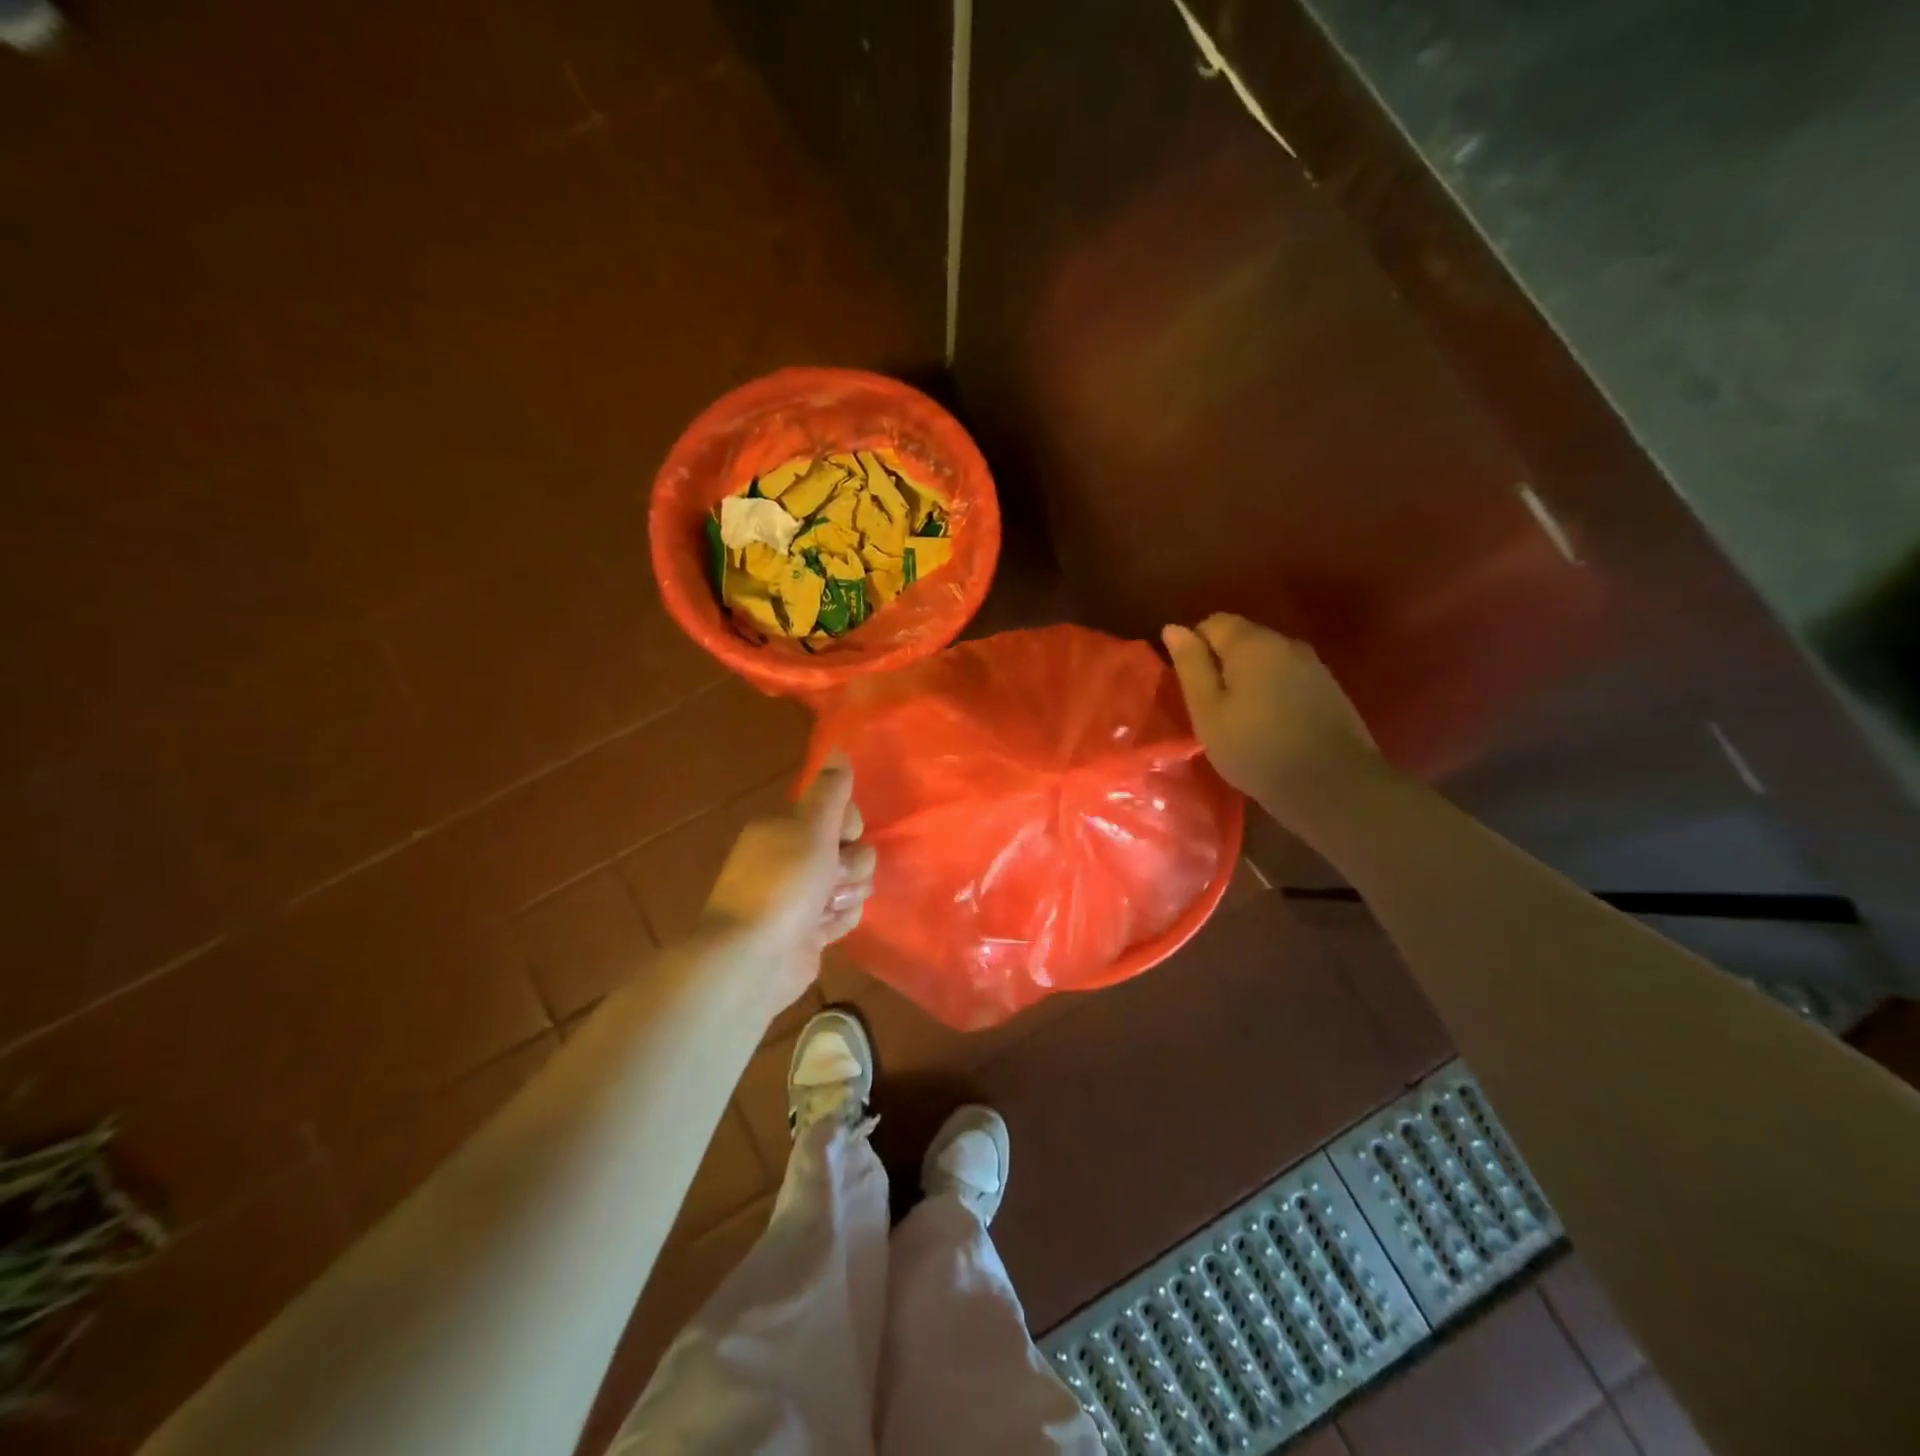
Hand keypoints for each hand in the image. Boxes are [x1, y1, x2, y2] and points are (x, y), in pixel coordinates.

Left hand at [701, 753, 875, 1015]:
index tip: (841, 837)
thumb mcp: (811, 828)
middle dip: (851, 866)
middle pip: (851, 849)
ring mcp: (801, 896)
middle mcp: (792, 858)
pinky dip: (839, 921)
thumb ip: (831, 790)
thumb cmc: (783, 884)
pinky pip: (845, 914)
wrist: (753, 958)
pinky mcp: (811, 929)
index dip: (849, 825)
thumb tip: (839, 748)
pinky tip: (823, 931)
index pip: (839, 813)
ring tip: (825, 910)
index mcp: (785, 828)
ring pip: (853, 883)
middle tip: (830, 879)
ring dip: (847, 895)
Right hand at [1163, 614, 1384, 829]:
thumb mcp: (1208, 710)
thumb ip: (1190, 665)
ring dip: (1248, 679)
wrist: (1332, 785)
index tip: (1190, 687)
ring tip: (1240, 719)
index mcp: (1251, 643)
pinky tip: (1271, 726)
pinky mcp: (1329, 689)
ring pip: (1267, 660)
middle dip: (1222, 664)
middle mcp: (1286, 643)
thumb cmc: (1255, 748)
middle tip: (1211, 708)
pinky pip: (1288, 679)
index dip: (1194, 649)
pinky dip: (1273, 693)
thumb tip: (1173, 628)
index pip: (1212, 623)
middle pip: (1242, 638)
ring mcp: (1313, 665)